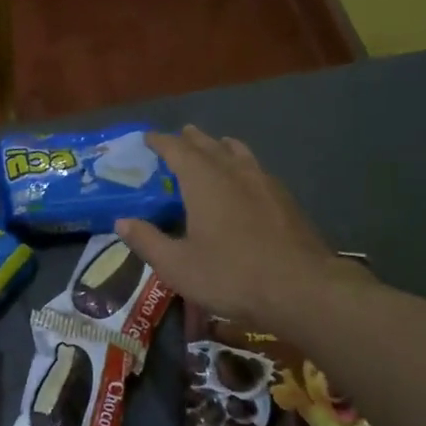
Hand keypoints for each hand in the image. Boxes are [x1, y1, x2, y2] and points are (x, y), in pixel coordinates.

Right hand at [114, 127, 372, 330]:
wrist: (303, 289)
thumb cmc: (232, 275)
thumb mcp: (177, 266)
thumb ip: (147, 241)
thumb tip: (121, 222)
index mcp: (204, 181)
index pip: (177, 149)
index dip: (160, 141)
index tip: (147, 138)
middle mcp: (234, 172)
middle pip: (209, 145)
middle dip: (191, 139)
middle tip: (179, 136)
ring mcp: (264, 183)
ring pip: (238, 152)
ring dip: (221, 146)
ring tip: (214, 146)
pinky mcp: (285, 200)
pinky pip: (257, 169)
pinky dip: (242, 164)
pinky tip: (246, 180)